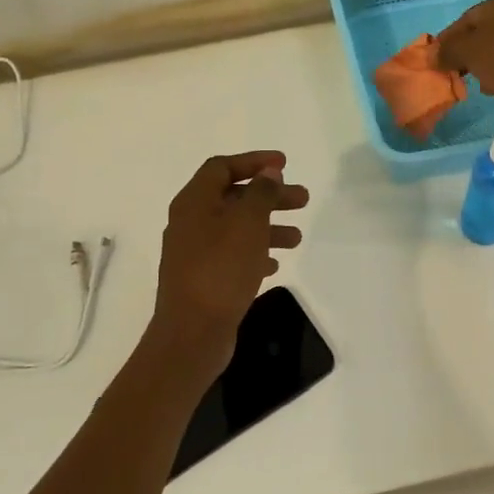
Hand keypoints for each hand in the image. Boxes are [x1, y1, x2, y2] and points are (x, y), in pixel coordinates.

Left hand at [149, 152, 309, 372]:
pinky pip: (232, 255)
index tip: (284, 164)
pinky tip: (275, 265)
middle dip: (269, 196)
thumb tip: (268, 173)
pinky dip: (254, 253)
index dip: (254, 161)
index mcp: (194, 202)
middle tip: (303, 200)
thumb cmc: (221, 269)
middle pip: (233, 197)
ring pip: (236, 228)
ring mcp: (194, 252)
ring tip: (297, 238)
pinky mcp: (202, 278)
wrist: (192, 332)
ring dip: (267, 226)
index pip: (222, 167)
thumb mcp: (247, 223)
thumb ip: (261, 193)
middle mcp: (190, 222)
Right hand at [435, 0, 493, 128]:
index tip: (436, 61)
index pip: (467, 18)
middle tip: (460, 76)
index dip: (448, 41)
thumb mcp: (469, 53)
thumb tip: (432, 55)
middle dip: (471, 57)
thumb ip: (447, 50)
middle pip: (487, 34)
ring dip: (490, 68)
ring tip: (487, 88)